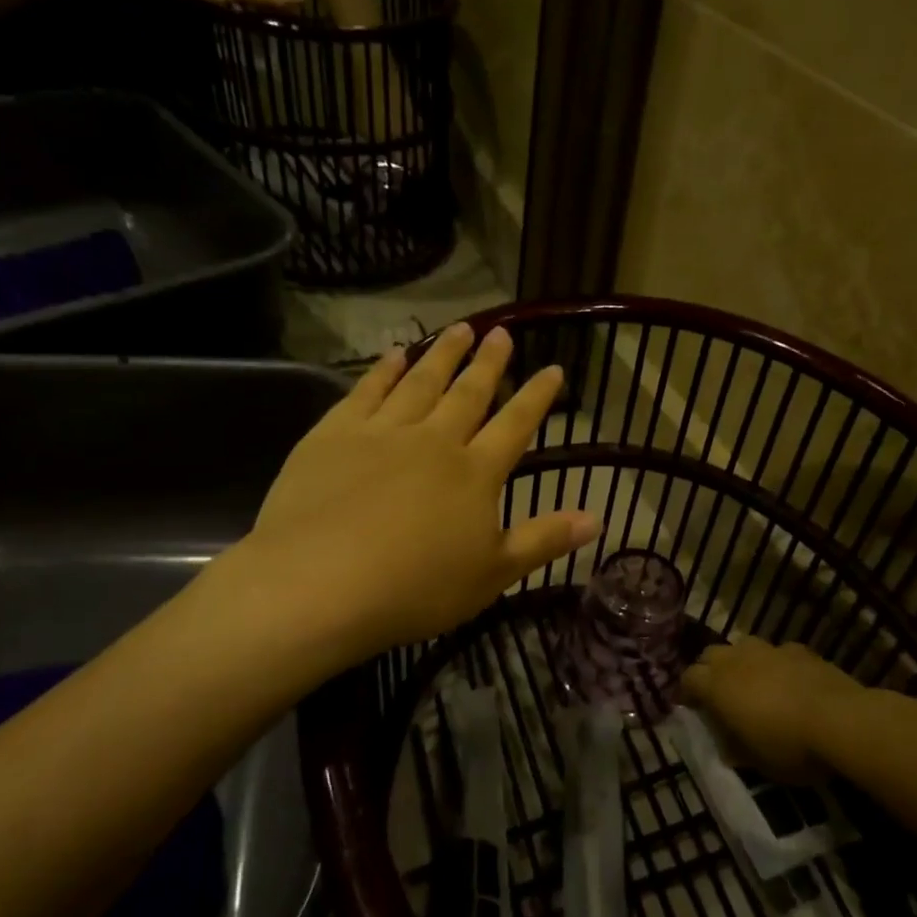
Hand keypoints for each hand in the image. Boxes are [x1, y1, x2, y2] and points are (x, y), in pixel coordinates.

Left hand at [239, 323, 599, 658]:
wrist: (319, 584)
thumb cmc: (415, 588)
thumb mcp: (492, 575)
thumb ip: (544, 540)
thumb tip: (597, 518)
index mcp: (475, 473)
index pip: (515, 425)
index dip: (537, 397)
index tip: (554, 368)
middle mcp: (434, 440)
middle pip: (468, 393)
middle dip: (488, 362)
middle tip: (502, 332)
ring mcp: (382, 432)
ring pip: (420, 382)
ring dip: (442, 354)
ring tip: (460, 328)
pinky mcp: (334, 434)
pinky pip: (366, 391)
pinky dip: (383, 370)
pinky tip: (393, 354)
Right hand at [681, 639, 868, 782]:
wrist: (841, 719)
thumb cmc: (789, 746)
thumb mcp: (756, 762)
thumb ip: (735, 748)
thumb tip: (726, 744)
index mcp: (717, 686)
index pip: (688, 678)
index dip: (686, 692)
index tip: (690, 706)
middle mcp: (736, 659)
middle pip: (710, 655)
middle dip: (709, 671)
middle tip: (718, 694)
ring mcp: (769, 650)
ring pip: (742, 646)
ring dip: (740, 662)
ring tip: (752, 684)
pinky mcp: (798, 649)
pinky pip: (776, 652)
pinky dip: (775, 664)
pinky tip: (789, 681)